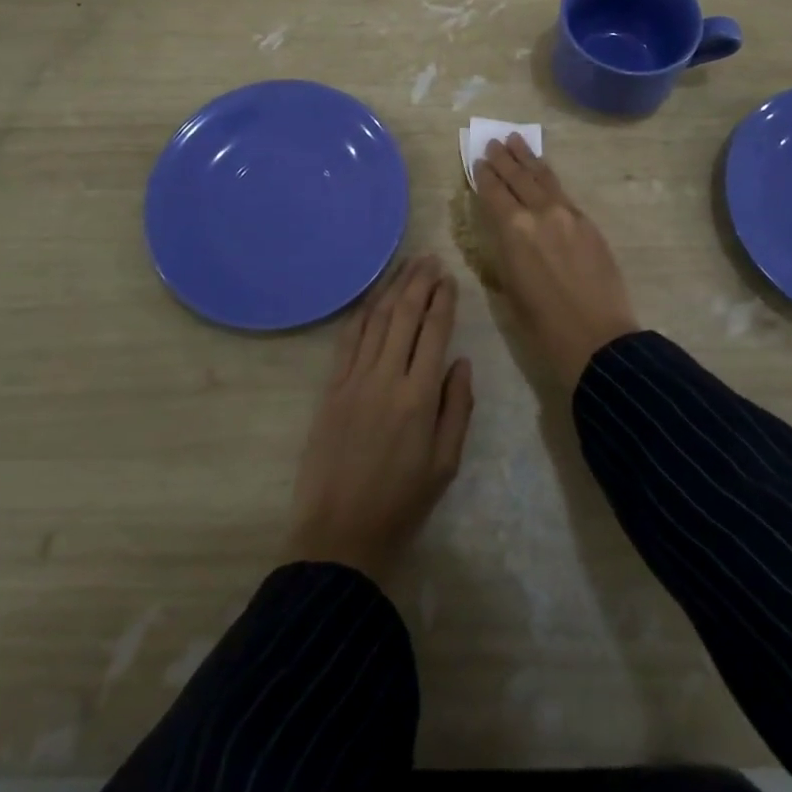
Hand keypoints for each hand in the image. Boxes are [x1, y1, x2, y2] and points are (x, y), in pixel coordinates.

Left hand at [286, 255, 474, 583]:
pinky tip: (372, 298)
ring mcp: (354, 380)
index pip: (433, 332)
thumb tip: (460, 361)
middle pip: (404, 316)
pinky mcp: (331, 388)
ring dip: (391, 289)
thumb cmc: (401, 503)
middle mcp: (385, 378)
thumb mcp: (446, 463)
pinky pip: (348, 340)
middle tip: (429, 258)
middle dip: (418, 283)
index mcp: (418, 397)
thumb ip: (457, 408)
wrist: (340, 533)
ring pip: (375, 321)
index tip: (449, 278)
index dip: (443, 301)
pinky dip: (362, 314)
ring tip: (406, 266)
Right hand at [475, 135, 639, 387]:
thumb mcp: (509, 289)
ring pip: (543, 178)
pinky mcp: (589, 224)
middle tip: (493, 142)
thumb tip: (502, 233)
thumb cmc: (543, 325)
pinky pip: (563, 192)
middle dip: (504, 159)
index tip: (477, 161)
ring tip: (517, 141)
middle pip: (518, 177)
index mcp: (514, 231)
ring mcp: (568, 215)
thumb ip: (504, 252)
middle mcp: (540, 213)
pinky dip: (549, 178)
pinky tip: (544, 174)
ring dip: (528, 159)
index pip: (494, 192)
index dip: (483, 176)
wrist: (598, 338)